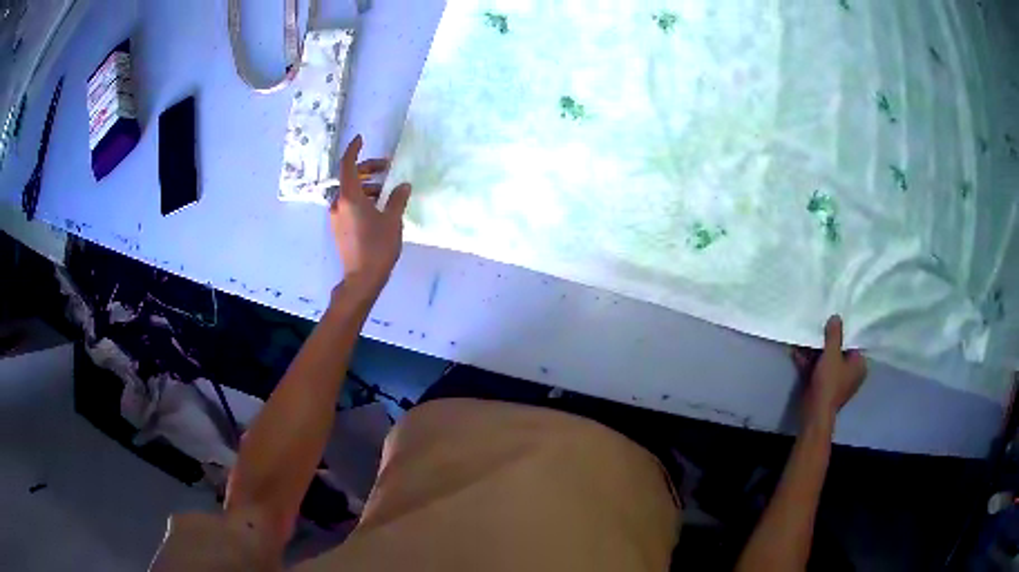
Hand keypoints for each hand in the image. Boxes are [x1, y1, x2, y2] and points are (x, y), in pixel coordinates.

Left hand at [330, 135, 411, 293]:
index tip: (361, 139)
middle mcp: (338, 203)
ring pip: (350, 192)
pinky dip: (361, 199)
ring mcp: (336, 217)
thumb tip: (403, 185)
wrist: (362, 278)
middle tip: (387, 168)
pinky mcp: (339, 228)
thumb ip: (397, 198)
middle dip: (368, 169)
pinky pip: (348, 205)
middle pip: (350, 178)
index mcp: (349, 197)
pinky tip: (377, 207)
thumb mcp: (392, 220)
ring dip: (367, 186)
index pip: (347, 165)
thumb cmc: (378, 246)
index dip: (354, 150)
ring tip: (387, 191)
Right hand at [792, 315, 866, 431]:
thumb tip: (836, 317)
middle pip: (839, 351)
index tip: (833, 321)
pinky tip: (796, 352)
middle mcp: (851, 373)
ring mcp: (837, 381)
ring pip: (826, 360)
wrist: (815, 412)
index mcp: (859, 365)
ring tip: (804, 338)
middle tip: (818, 327)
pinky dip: (809, 362)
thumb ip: (834, 334)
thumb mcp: (832, 354)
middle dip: (826, 342)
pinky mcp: (824, 387)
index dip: (843, 332)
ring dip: (814, 351)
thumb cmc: (829, 382)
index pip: (853, 343)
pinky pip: (818, 370)